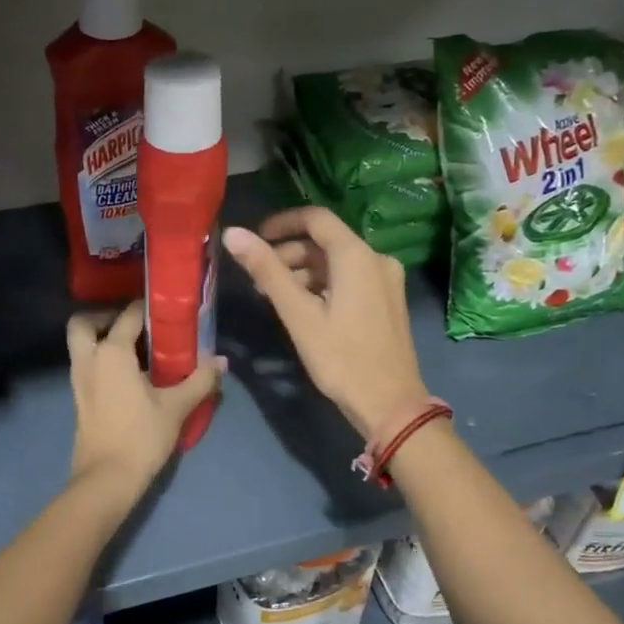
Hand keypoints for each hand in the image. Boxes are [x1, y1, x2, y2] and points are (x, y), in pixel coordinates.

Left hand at [67, 302, 222, 486]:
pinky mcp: (79, 399)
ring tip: (135, 350)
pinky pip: (86, 365)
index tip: (165, 309)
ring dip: (100, 339)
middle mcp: (89, 359)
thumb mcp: (176, 407)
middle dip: (104, 317)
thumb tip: (221, 361)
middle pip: (84, 323)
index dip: (146, 308)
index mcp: (112, 352)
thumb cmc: (141, 436)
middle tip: (134, 326)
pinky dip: (101, 360)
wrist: (106, 478)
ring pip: (81, 345)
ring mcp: (79, 380)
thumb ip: (200, 380)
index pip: (128, 316)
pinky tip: (128, 375)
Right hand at [223, 208, 429, 438]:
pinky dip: (323, 285)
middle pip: (326, 242)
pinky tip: (304, 309)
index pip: (315, 219)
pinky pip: (350, 279)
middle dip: (289, 255)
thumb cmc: (341, 358)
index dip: (281, 223)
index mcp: (357, 255)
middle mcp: (376, 259)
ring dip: (304, 272)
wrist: (390, 404)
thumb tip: (233, 233)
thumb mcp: (298, 314)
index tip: (254, 240)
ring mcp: (386, 280)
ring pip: (337, 263)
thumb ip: (266, 270)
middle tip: (259, 280)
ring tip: (275, 298)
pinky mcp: (388, 301)